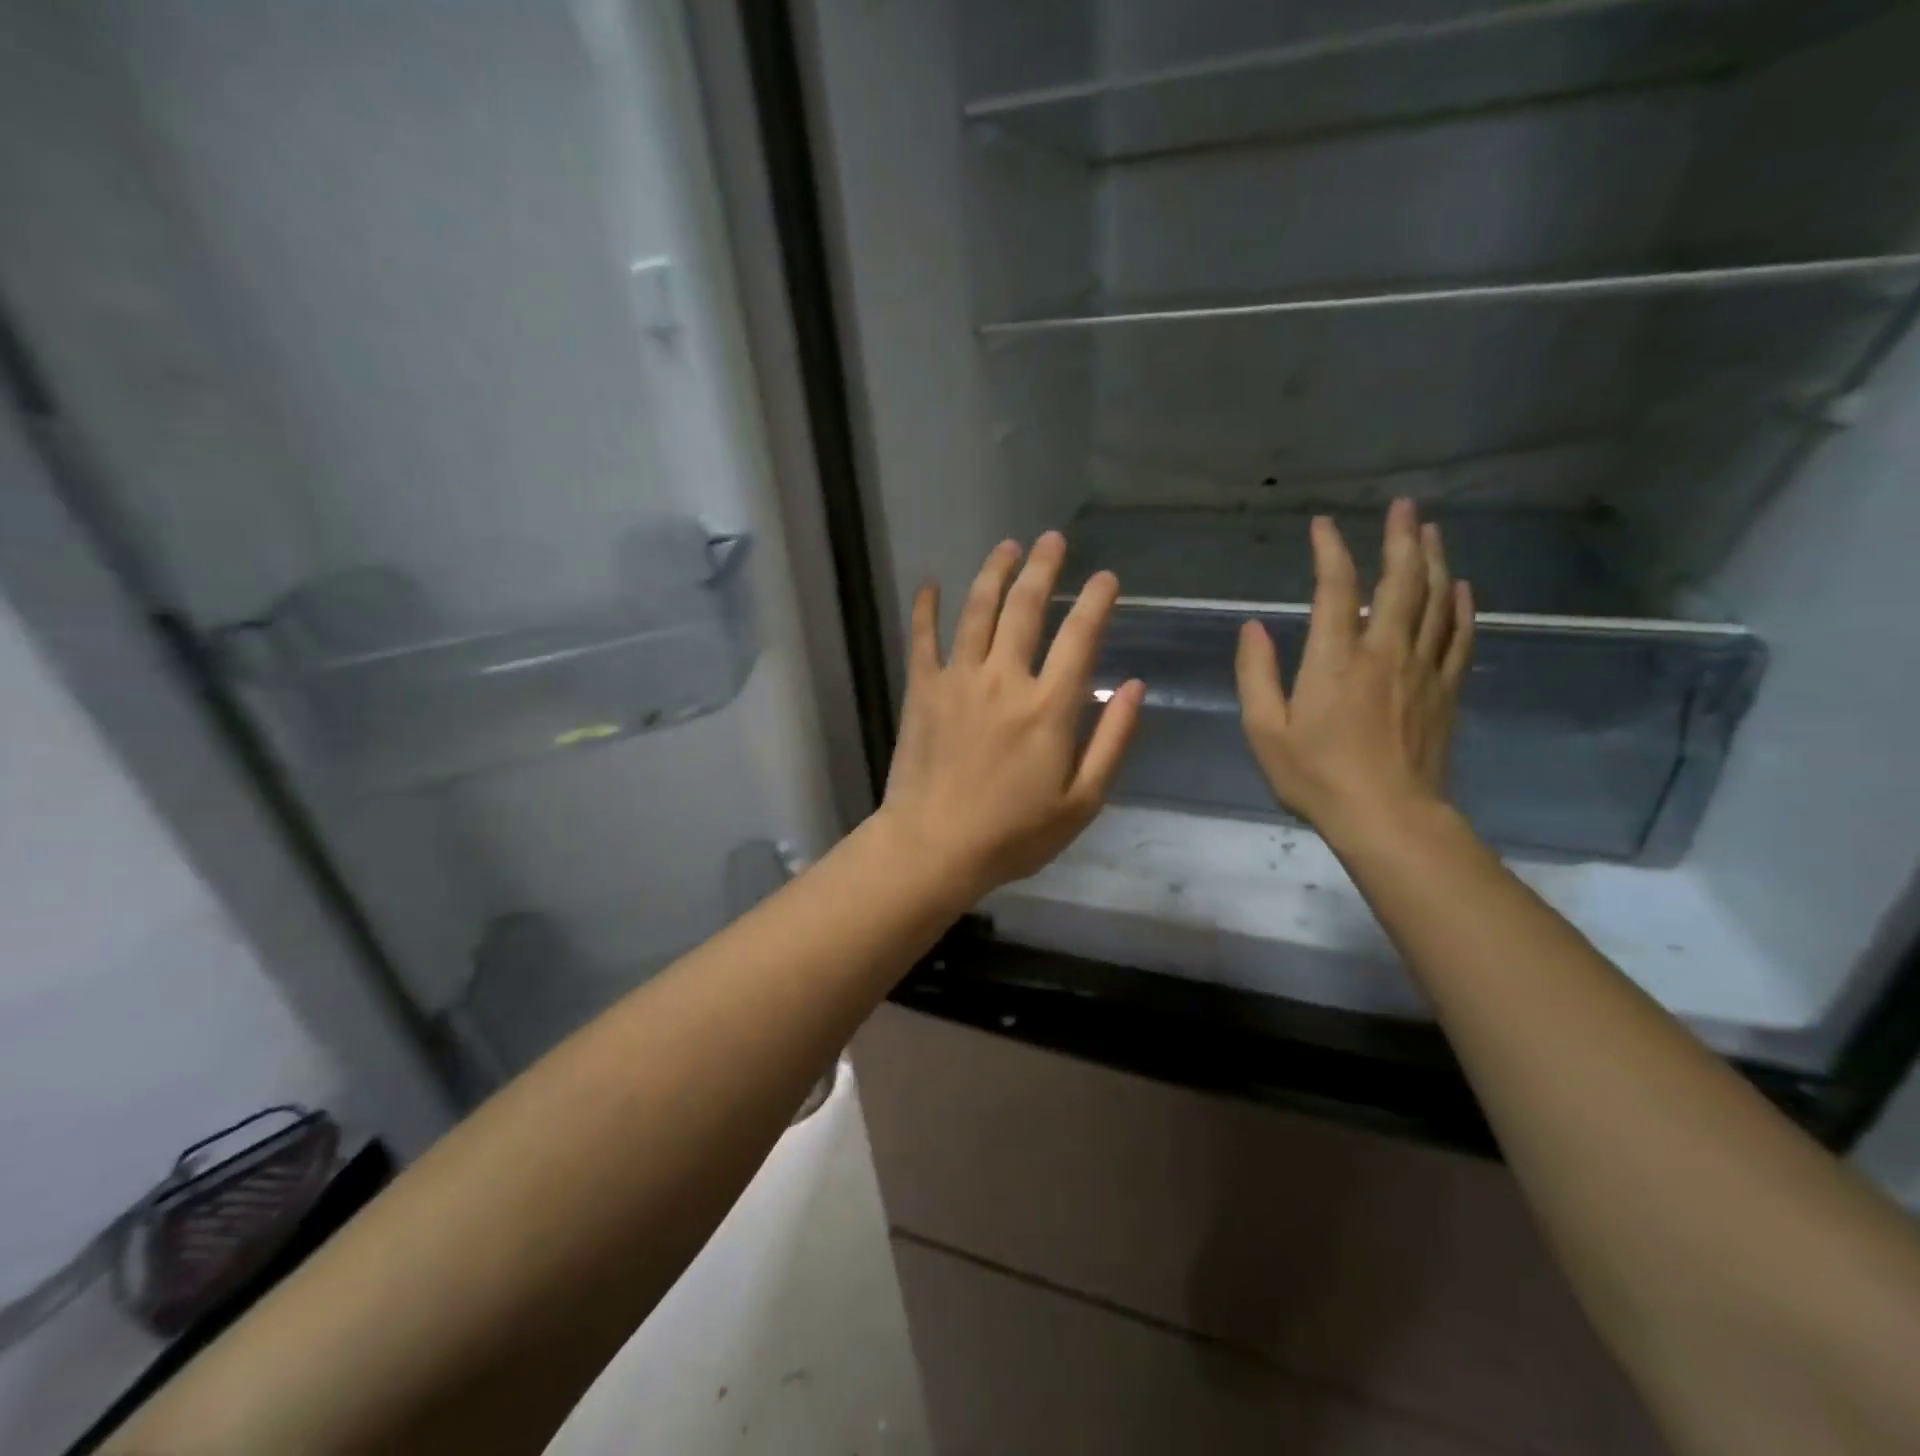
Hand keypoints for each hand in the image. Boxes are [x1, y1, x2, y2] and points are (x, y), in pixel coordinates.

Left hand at [876, 532, 1145, 901]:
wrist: (934, 848)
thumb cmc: (1013, 834)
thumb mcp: (1082, 801)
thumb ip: (1112, 740)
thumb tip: (1135, 685)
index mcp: (1049, 706)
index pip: (1080, 636)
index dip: (1096, 601)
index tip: (1105, 577)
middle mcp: (1004, 679)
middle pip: (1026, 608)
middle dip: (1043, 568)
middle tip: (1052, 540)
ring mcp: (958, 680)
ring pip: (977, 611)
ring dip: (994, 573)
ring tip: (1006, 546)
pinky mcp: (922, 691)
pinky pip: (923, 639)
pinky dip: (926, 609)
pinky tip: (929, 584)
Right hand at [1235, 499, 1473, 839]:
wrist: (1387, 816)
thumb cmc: (1316, 776)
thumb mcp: (1265, 730)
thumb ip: (1256, 674)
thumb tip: (1253, 627)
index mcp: (1335, 659)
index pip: (1336, 590)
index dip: (1330, 552)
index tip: (1323, 525)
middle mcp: (1384, 651)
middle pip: (1400, 582)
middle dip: (1401, 539)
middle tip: (1404, 506)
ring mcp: (1422, 669)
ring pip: (1436, 601)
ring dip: (1433, 561)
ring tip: (1430, 532)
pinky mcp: (1445, 691)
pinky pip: (1459, 637)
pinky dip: (1462, 607)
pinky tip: (1461, 587)